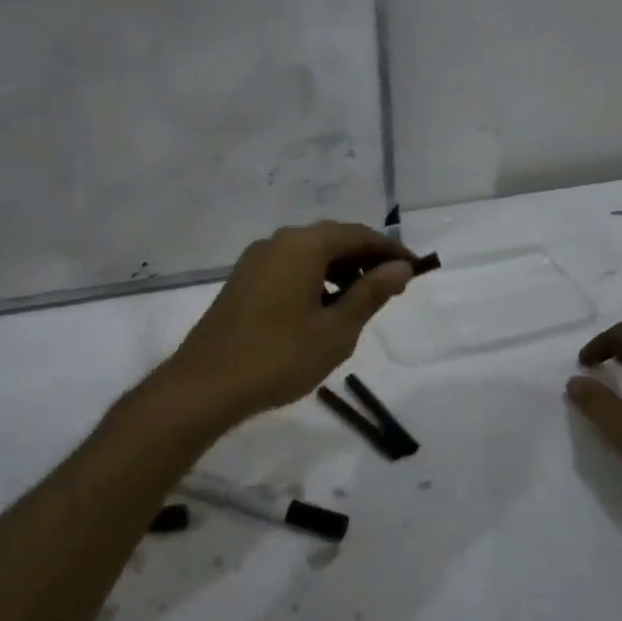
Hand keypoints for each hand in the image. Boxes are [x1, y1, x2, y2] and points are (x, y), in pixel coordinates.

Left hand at [164, 222, 415, 423]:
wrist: (205, 385)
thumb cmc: (279, 356)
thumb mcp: (336, 330)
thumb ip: (370, 294)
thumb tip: (400, 268)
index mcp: (303, 246)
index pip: (358, 235)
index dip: (390, 250)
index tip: (416, 268)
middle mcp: (277, 242)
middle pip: (332, 239)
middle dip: (366, 259)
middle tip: (394, 285)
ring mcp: (255, 261)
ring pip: (309, 255)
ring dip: (341, 270)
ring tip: (364, 300)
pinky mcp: (243, 282)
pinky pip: (289, 269)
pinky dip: (315, 280)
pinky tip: (325, 308)